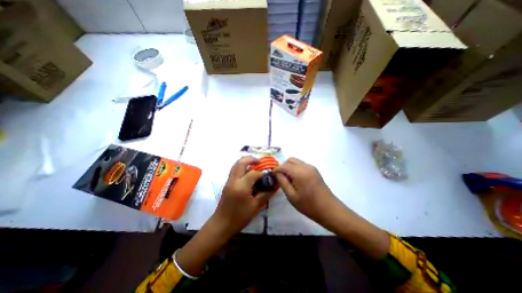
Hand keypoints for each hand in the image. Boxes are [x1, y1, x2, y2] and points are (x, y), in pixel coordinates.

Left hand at [175, 157, 273, 275]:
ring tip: (254, 164)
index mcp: (241, 187)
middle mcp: (234, 181)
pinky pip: (234, 170)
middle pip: (241, 163)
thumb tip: (274, 186)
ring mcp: (229, 181)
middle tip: (259, 161)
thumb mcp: (255, 207)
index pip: (253, 174)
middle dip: (251, 159)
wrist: (221, 224)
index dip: (262, 173)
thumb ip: (265, 194)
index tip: (268, 176)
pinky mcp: (227, 183)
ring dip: (245, 161)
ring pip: (236, 164)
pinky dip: (241, 166)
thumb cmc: (239, 217)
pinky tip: (247, 172)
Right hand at [271, 158, 335, 223]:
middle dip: (283, 166)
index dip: (276, 169)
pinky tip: (296, 178)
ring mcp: (311, 167)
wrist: (329, 209)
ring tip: (287, 178)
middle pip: (290, 160)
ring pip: (296, 161)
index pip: (283, 166)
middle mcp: (305, 166)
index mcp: (299, 172)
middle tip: (280, 177)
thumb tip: (277, 173)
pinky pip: (301, 164)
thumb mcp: (291, 196)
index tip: (272, 175)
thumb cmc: (308, 205)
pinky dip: (295, 168)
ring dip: (289, 166)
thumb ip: (283, 182)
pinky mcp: (314, 170)